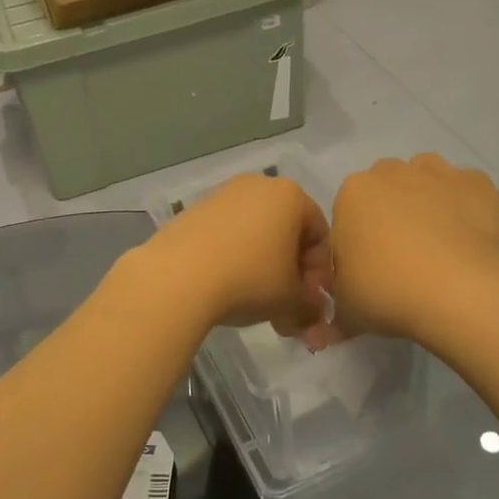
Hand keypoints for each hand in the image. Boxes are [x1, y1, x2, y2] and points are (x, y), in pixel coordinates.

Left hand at [138, 174, 338, 345]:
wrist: (178, 276)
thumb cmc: (250, 279)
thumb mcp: (291, 299)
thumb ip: (310, 304)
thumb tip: (312, 313)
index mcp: (291, 195)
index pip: (320, 235)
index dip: (319, 273)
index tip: (308, 302)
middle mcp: (258, 185)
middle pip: (287, 231)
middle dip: (291, 271)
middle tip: (286, 306)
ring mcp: (223, 194)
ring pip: (256, 233)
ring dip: (264, 266)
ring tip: (256, 301)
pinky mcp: (195, 209)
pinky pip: (227, 234)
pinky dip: (235, 257)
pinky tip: (227, 285)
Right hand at [330, 154, 498, 343]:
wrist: (459, 291)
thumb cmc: (387, 292)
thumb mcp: (347, 309)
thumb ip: (336, 310)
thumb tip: (325, 330)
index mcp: (351, 193)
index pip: (348, 212)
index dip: (359, 240)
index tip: (371, 268)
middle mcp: (391, 172)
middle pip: (386, 188)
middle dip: (391, 213)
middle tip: (403, 257)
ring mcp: (438, 173)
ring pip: (426, 178)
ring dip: (427, 200)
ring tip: (438, 244)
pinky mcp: (478, 184)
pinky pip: (467, 190)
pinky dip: (468, 207)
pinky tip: (471, 239)